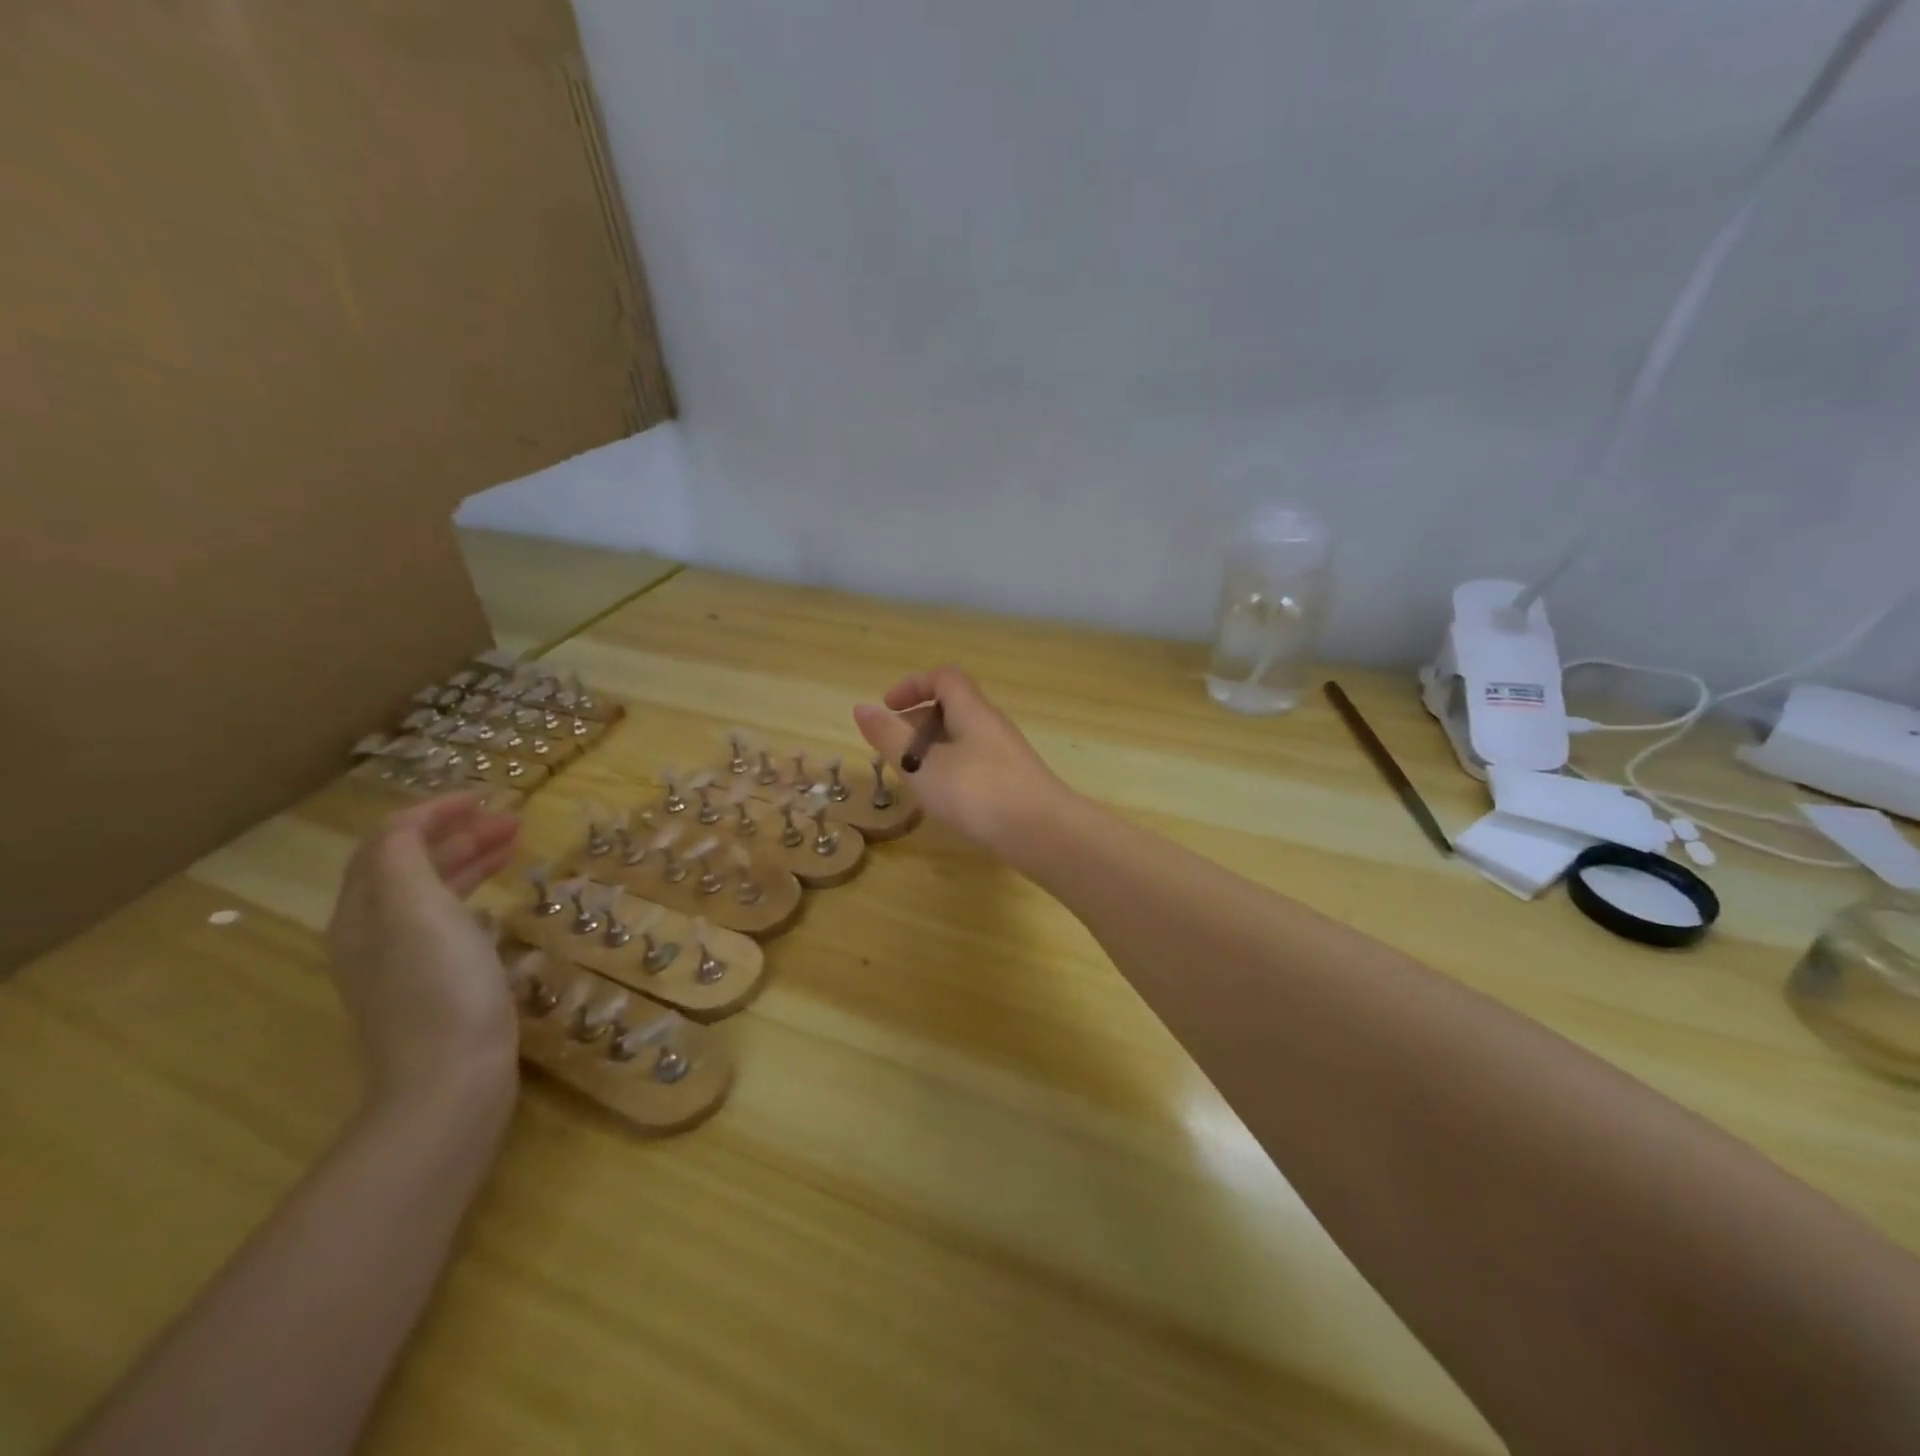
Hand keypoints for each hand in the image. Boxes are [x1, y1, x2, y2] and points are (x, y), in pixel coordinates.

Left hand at [324, 793, 522, 1103]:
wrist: (451, 1079)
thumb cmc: (440, 986)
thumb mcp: (415, 909)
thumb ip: (403, 859)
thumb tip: (407, 826)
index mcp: (364, 911)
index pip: (389, 842)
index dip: (433, 812)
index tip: (486, 797)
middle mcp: (375, 933)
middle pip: (410, 866)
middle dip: (458, 834)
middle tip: (513, 819)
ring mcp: (404, 964)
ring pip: (432, 894)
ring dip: (469, 862)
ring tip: (514, 847)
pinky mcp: (435, 986)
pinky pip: (449, 924)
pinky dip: (474, 898)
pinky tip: (499, 904)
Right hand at [853, 665, 1072, 853]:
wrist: (1043, 833)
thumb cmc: (977, 792)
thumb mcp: (922, 765)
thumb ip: (890, 737)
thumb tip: (862, 708)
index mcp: (972, 710)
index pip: (944, 678)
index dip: (913, 685)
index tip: (887, 708)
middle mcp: (992, 725)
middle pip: (953, 707)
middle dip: (918, 722)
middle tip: (894, 750)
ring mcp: (1007, 754)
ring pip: (963, 738)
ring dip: (933, 750)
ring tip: (914, 779)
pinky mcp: (1014, 782)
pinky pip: (975, 762)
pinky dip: (951, 770)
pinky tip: (945, 800)